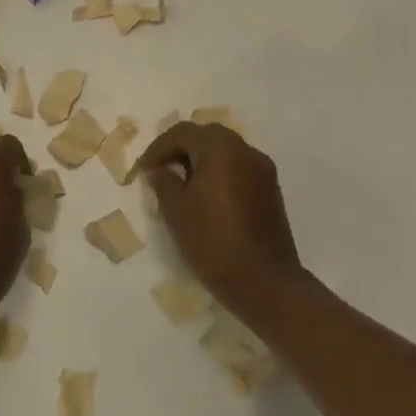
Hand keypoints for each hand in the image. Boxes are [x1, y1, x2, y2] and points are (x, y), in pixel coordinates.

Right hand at [138, 122, 302, 325]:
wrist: (264, 282)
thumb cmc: (213, 242)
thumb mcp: (176, 211)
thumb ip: (163, 181)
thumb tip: (160, 169)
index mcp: (222, 150)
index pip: (183, 132)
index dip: (159, 147)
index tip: (144, 170)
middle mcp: (246, 151)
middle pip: (207, 135)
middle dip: (181, 148)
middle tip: (162, 170)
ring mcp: (262, 170)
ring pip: (225, 151)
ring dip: (201, 159)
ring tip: (182, 184)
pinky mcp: (270, 190)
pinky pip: (239, 167)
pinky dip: (219, 172)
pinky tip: (206, 197)